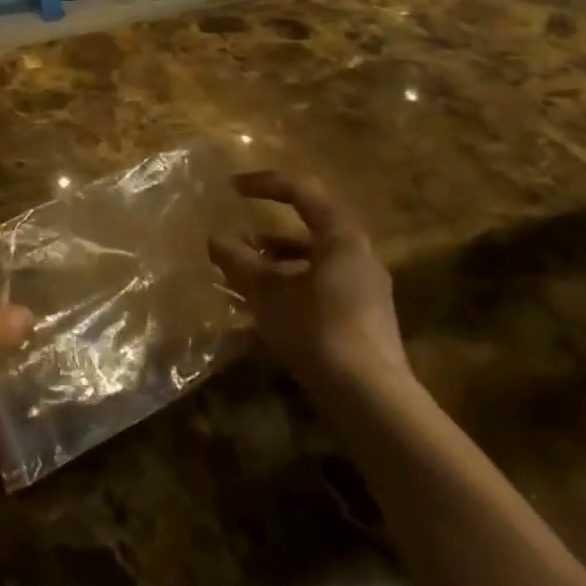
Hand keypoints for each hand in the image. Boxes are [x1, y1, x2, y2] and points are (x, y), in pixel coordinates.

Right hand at [209, 172, 410, 394]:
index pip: (301, 191)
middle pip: (311, 223)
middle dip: (270, 225)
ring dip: (279, 257)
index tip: (232, 188)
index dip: (264, 184)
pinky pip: (324, 281)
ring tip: (245, 269)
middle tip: (239, 229)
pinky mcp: (366, 316)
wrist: (372, 402)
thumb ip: (239, 262)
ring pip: (316, 256)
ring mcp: (366, 286)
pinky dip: (294, 281)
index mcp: (341, 236)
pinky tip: (269, 303)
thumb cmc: (317, 331)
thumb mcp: (268, 294)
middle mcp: (359, 253)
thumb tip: (214, 240)